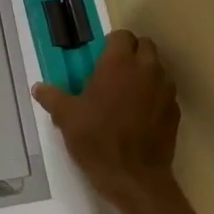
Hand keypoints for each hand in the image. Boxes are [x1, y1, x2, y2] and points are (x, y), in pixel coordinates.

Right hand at [32, 30, 182, 213]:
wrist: (133, 177)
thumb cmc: (96, 140)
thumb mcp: (66, 117)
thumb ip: (52, 97)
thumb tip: (38, 88)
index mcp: (119, 63)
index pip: (122, 35)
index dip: (111, 43)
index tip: (100, 57)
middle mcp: (146, 69)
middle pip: (145, 45)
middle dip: (132, 52)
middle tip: (114, 71)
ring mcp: (165, 89)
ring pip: (158, 68)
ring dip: (146, 72)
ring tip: (128, 92)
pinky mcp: (175, 110)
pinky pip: (166, 92)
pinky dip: (155, 95)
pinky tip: (141, 114)